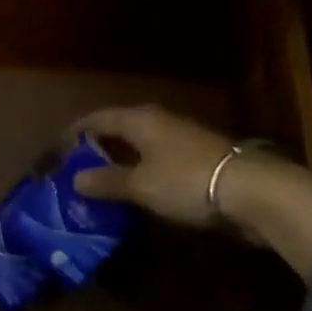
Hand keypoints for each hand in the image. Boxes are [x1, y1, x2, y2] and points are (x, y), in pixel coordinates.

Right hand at [72, 104, 311, 280]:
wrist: (254, 191)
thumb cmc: (187, 181)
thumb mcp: (141, 185)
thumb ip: (107, 181)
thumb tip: (75, 179)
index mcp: (138, 119)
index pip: (95, 119)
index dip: (73, 133)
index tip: (57, 151)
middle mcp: (157, 120)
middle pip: (118, 128)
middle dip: (97, 147)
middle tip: (77, 169)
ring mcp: (180, 136)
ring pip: (139, 143)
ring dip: (120, 159)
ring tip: (104, 182)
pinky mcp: (198, 156)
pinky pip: (157, 157)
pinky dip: (141, 169)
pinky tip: (139, 189)